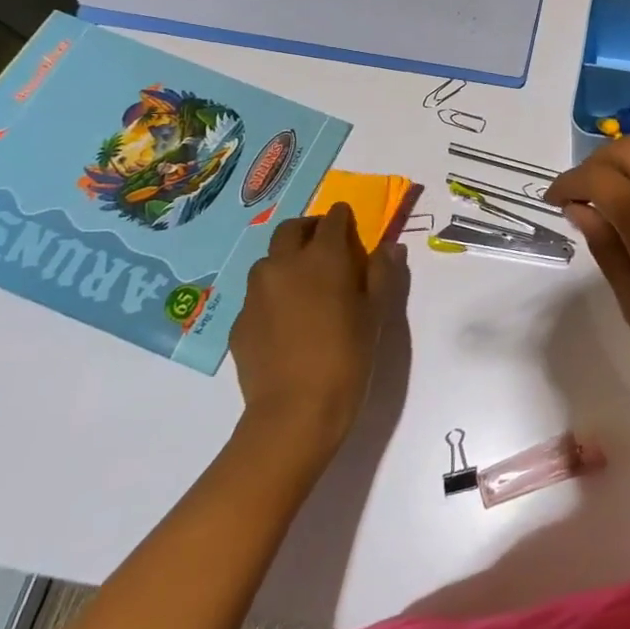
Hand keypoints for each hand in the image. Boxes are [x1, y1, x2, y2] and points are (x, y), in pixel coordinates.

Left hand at [231, 204, 407, 449]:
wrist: (295, 410)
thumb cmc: (348, 355)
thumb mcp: (376, 312)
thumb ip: (382, 273)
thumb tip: (389, 247)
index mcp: (322, 257)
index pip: (332, 220)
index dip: (343, 218)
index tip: (350, 224)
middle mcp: (284, 265)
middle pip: (291, 229)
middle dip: (309, 229)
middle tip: (326, 247)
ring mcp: (256, 293)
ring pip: (269, 261)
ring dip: (287, 261)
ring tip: (305, 286)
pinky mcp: (239, 321)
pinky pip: (258, 296)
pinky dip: (274, 296)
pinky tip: (288, 322)